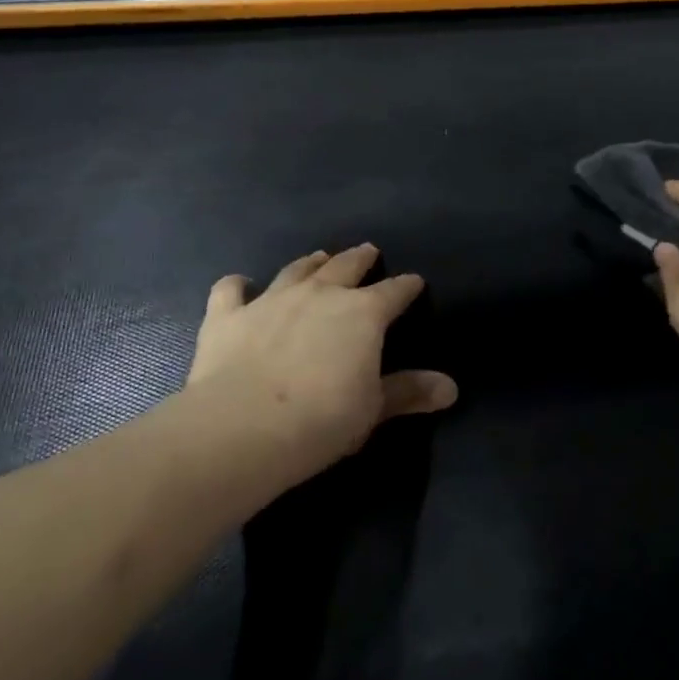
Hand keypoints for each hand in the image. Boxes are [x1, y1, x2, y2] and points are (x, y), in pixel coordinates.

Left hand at [178, 244, 456, 490]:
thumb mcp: (374, 409)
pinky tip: (239, 284)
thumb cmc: (322, 419)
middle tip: (367, 251)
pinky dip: (237, 285)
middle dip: (360, 259)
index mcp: (363, 313)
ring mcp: (271, 300)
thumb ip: (409, 392)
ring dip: (310, 263)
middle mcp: (320, 294)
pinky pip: (231, 290)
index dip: (407, 286)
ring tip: (318, 257)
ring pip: (296, 270)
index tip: (414, 282)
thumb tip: (451, 388)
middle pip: (346, 266)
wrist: (242, 427)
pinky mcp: (227, 316)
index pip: (394, 292)